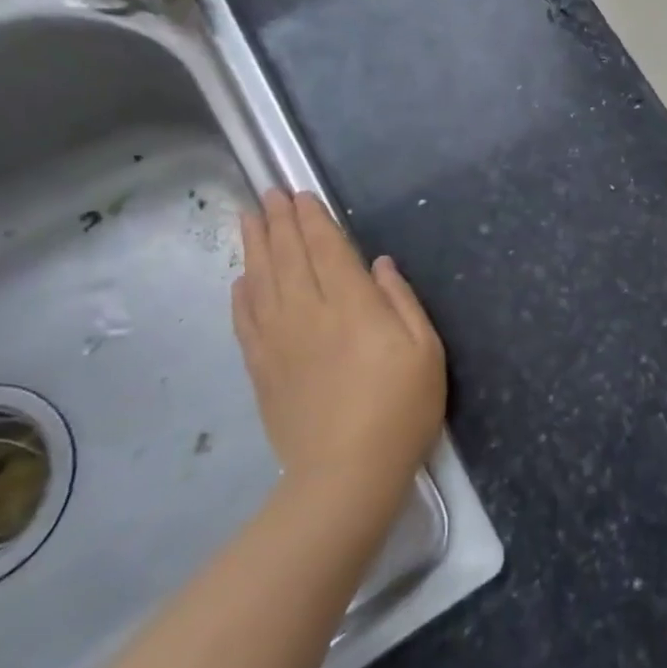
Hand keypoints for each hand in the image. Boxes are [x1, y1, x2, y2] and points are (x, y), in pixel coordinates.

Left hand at [232, 191, 445, 493]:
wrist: (346, 473)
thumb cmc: (401, 408)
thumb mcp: (426, 349)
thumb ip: (401, 300)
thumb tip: (378, 264)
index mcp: (352, 305)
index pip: (326, 249)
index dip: (312, 219)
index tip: (299, 194)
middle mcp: (309, 313)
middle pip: (288, 257)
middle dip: (279, 221)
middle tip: (269, 193)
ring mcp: (279, 341)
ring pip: (261, 281)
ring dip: (254, 246)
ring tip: (248, 219)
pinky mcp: (262, 370)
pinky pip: (245, 322)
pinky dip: (241, 295)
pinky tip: (240, 279)